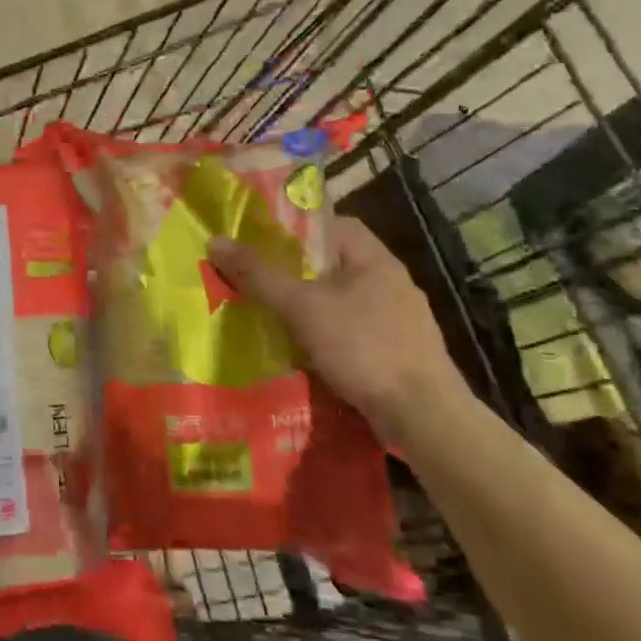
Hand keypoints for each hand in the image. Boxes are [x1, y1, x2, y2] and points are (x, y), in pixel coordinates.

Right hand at [209, 216, 465, 444]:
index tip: (265, 242)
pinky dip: (331, 337)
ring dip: (314, 308)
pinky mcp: (401, 353)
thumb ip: (259, 275)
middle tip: (261, 281)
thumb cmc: (363, 347)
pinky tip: (308, 354)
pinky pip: (356, 332)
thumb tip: (216, 240)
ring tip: (276, 318)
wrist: (424, 416)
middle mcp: (392, 282)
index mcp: (375, 259)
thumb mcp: (301, 307)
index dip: (298, 228)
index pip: (334, 224)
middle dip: (299, 272)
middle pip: (336, 263)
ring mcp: (401, 320)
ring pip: (345, 300)